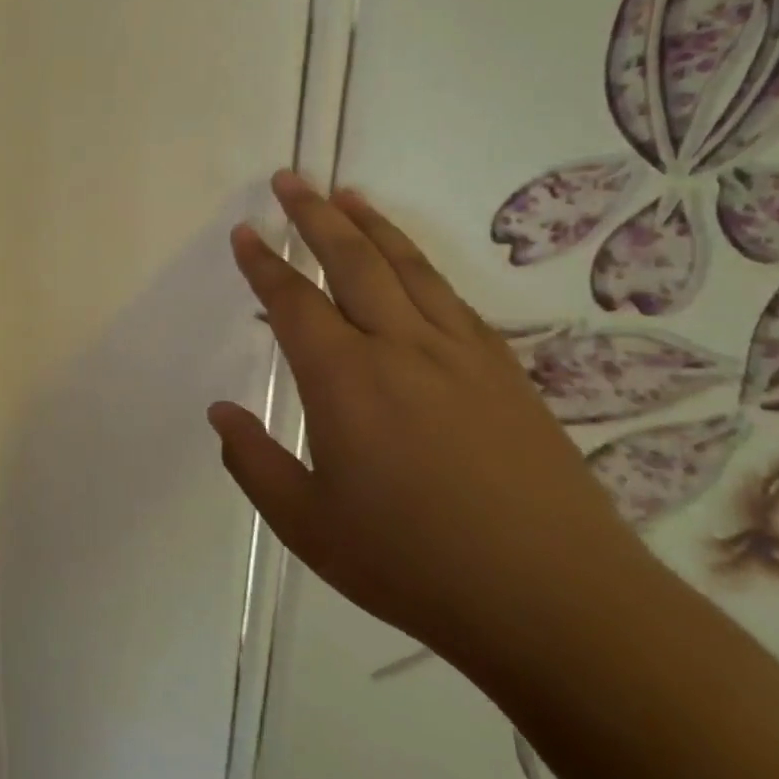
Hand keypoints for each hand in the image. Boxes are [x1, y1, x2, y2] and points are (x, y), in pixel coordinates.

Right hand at [210, 172, 650, 666]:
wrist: (557, 601)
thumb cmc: (415, 565)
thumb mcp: (308, 526)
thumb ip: (255, 463)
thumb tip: (220, 411)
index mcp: (345, 381)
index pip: (294, 302)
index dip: (264, 263)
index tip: (245, 232)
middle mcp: (400, 348)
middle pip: (351, 261)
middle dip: (314, 215)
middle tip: (290, 178)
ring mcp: (459, 354)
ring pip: (406, 268)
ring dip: (371, 226)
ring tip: (346, 194)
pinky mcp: (504, 370)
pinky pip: (451, 297)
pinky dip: (421, 265)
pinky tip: (411, 263)